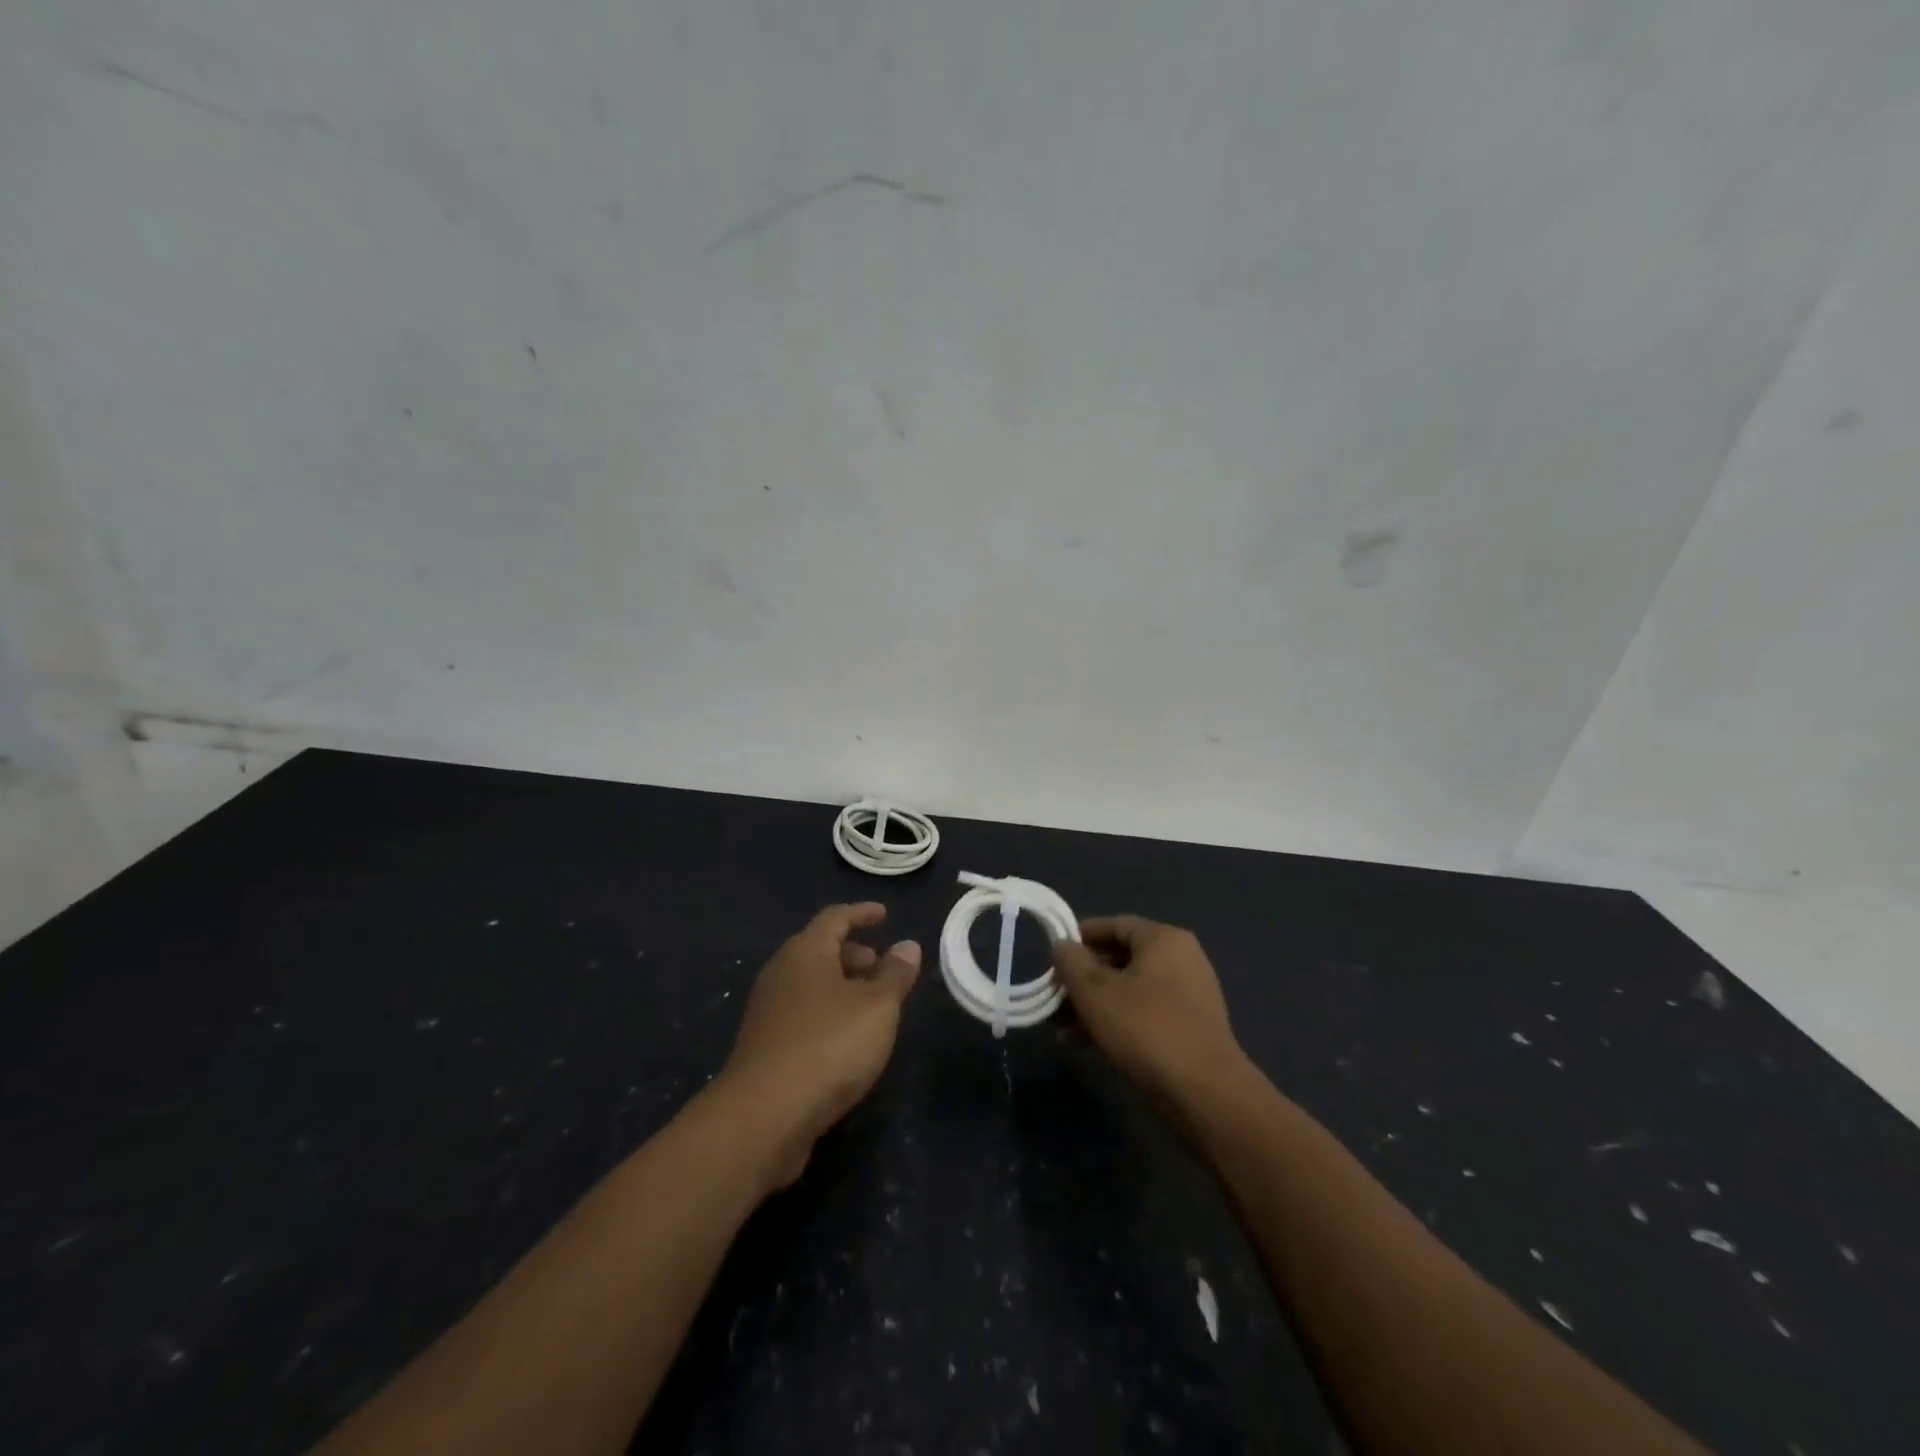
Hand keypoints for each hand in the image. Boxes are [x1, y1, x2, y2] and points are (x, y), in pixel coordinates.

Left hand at [715, 903, 920, 1189]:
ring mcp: (768, 1011)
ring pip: (811, 984)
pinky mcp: (764, 1046)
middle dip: (854, 954)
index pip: (835, 918)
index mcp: (805, 952)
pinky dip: (828, 1013)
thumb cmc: (829, 1045)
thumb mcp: (878, 1007)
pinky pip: (803, 1014)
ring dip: (842, 987)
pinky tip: (847, 1040)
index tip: (884, 914)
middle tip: (882, 967)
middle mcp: (781, 973)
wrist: (764, 1116)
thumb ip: (895, 974)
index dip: (862, 914)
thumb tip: (907, 945)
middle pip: (820, 950)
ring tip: (873, 1006)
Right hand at [1051, 916, 1245, 1105]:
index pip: (1114, 924)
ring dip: (1094, 1005)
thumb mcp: (1095, 992)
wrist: (1206, 1093)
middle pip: (1120, 958)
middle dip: (1082, 979)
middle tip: (1053, 997)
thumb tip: (1062, 945)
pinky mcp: (1189, 1028)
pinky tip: (1085, 1044)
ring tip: (1061, 1029)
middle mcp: (1181, 959)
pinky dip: (1115, 1021)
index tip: (1052, 958)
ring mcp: (1188, 995)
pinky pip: (1143, 1013)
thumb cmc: (1146, 1029)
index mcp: (1163, 939)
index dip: (1079, 938)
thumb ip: (1071, 962)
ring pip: (1129, 990)